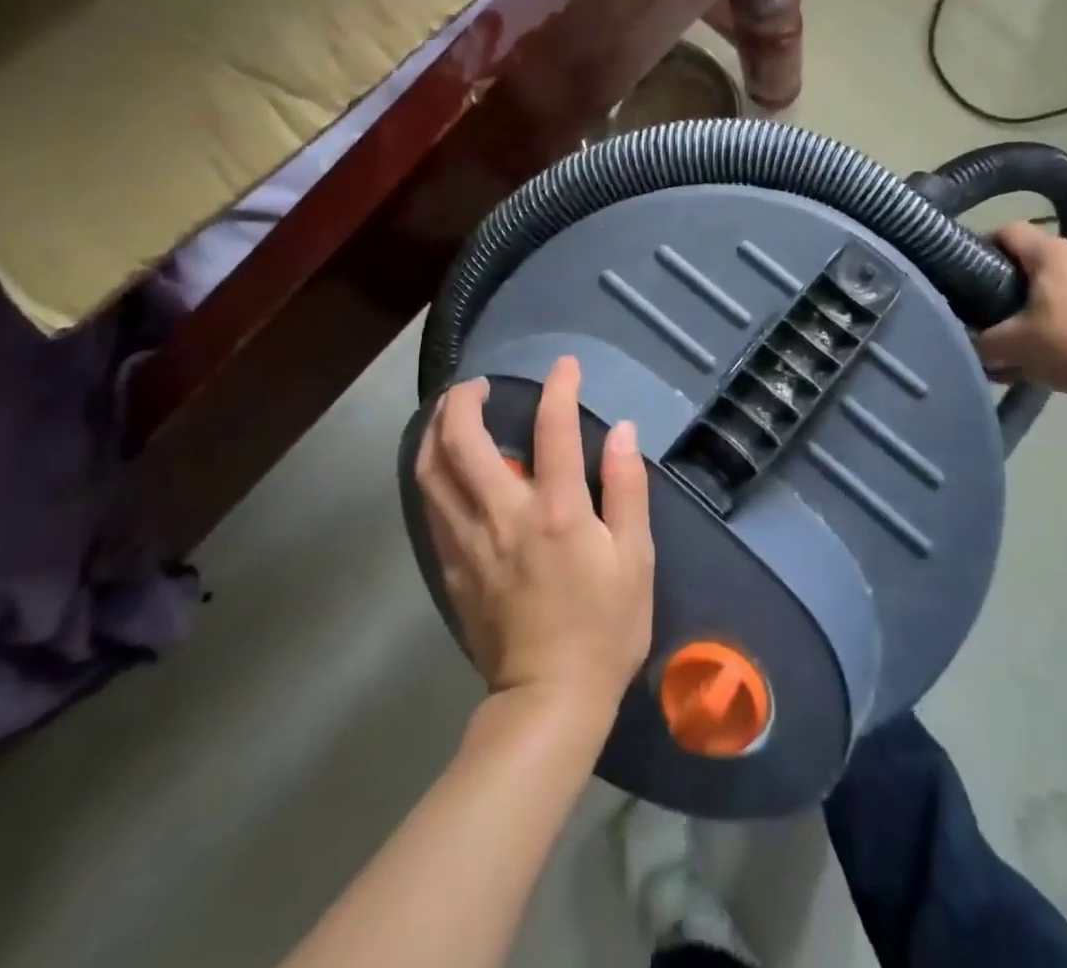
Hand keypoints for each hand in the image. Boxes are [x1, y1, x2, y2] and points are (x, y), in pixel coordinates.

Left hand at [416, 358, 654, 720]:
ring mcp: (469, 541)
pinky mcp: (451, 566)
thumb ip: (627, 488)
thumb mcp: (636, 558)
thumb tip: (622, 430)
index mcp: (557, 511)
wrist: (549, 701)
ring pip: (431, 471)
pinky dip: (431, 472)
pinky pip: (430, 506)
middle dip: (465, 399)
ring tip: (450, 412)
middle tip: (478, 384)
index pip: (553, 428)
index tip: (565, 365)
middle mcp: (504, 515)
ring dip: (435, 430)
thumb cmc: (604, 628)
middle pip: (464, 441)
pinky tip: (442, 465)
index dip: (559, 387)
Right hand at [974, 224, 1066, 400]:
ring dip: (1041, 296)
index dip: (983, 247)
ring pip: (1060, 276)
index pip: (1007, 231)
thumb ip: (981, 341)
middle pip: (1034, 255)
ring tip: (1028, 328)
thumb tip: (969, 342)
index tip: (969, 274)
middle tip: (994, 308)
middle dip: (1011, 279)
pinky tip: (1061, 339)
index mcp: (1051, 252)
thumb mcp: (1011, 346)